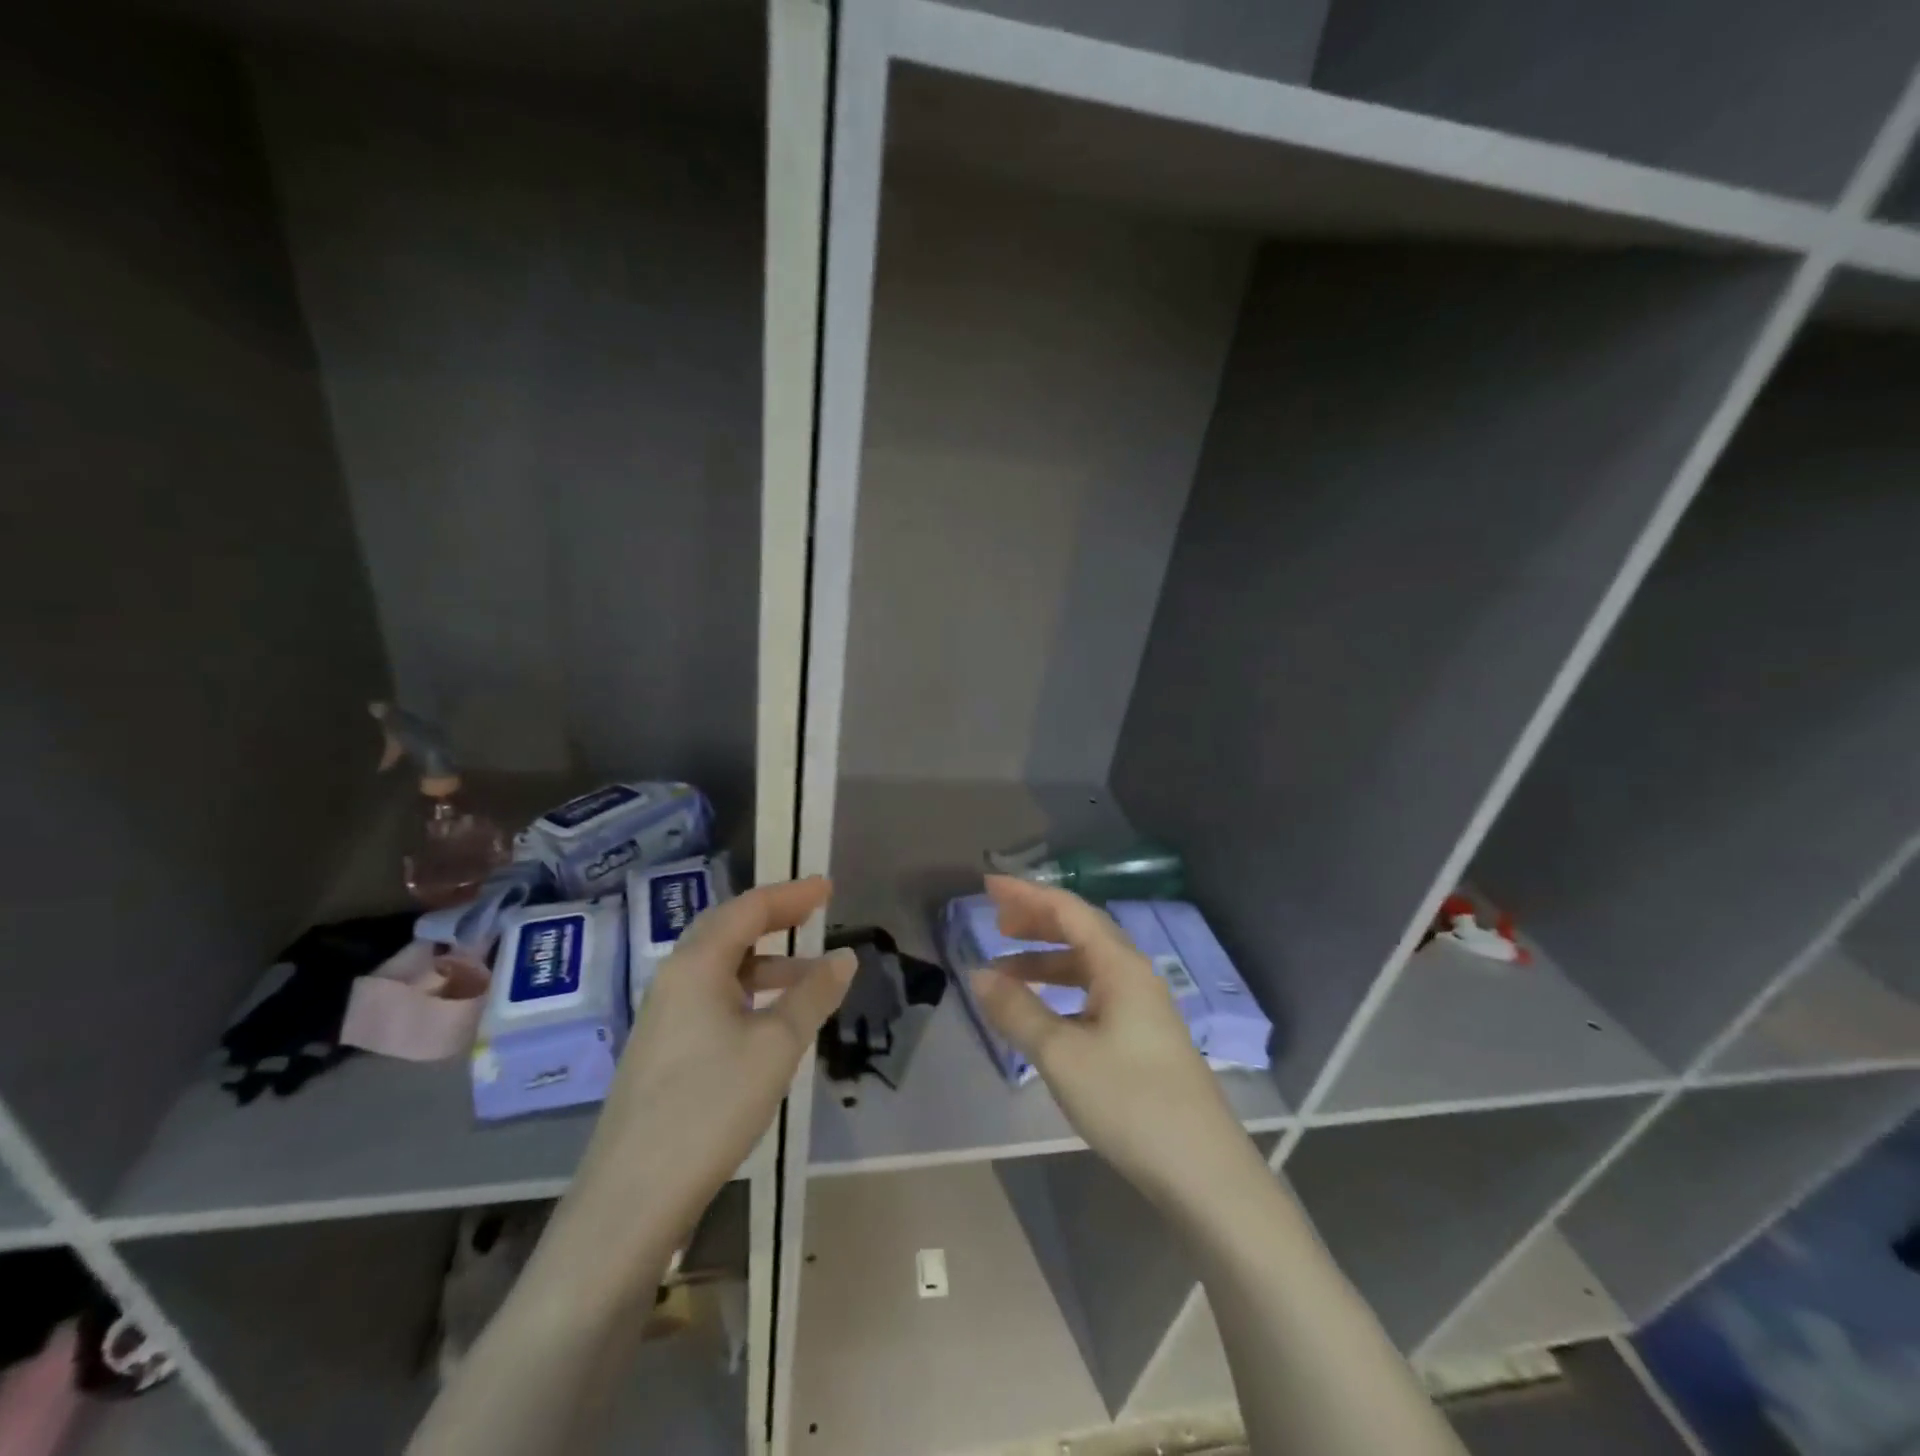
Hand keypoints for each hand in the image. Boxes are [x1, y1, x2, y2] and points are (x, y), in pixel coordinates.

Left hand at [557, 878, 854, 1268]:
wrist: (631, 1198)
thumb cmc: (710, 1106)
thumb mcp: (776, 1046)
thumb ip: (813, 995)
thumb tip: (845, 957)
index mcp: (696, 965)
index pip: (749, 909)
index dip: (791, 895)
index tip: (827, 887)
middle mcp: (674, 979)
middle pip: (729, 930)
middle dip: (775, 918)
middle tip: (816, 912)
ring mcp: (663, 1015)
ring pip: (720, 967)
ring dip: (766, 961)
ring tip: (810, 975)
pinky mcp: (662, 1048)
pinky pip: (711, 997)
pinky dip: (748, 991)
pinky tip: (771, 1019)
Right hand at [970, 875, 1259, 1204]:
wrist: (1203, 1172)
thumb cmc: (1130, 1102)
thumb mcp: (1062, 1055)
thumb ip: (1018, 1011)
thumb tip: (979, 974)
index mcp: (1120, 966)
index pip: (1068, 910)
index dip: (1026, 894)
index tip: (988, 886)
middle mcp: (1135, 975)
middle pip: (1081, 930)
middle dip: (1036, 922)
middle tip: (995, 923)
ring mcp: (1144, 1006)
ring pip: (1088, 965)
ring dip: (1046, 960)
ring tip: (1006, 972)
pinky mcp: (1144, 1036)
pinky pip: (1095, 993)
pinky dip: (1063, 990)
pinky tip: (1044, 1011)